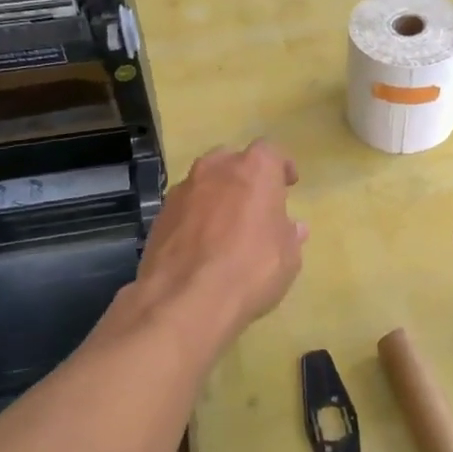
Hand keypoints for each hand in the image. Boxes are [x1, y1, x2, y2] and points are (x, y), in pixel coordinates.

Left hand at [136, 139, 307, 335]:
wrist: (185, 299)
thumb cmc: (251, 270)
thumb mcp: (288, 257)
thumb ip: (289, 235)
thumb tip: (293, 227)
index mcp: (254, 170)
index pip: (271, 152)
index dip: (281, 167)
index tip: (288, 184)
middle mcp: (216, 169)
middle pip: (232, 161)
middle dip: (244, 177)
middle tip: (255, 203)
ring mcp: (182, 190)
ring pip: (204, 182)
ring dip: (217, 196)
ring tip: (226, 226)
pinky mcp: (159, 215)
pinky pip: (185, 207)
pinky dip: (195, 218)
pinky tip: (201, 245)